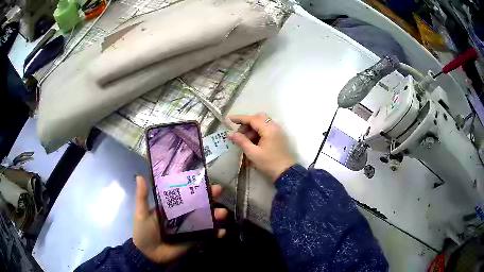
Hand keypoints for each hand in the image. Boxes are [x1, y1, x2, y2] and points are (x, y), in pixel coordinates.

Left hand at [133, 176, 227, 264]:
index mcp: (171, 208)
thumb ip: (142, 197)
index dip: (194, 187)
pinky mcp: (194, 240)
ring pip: (206, 219)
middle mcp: (182, 216)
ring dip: (216, 215)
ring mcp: (190, 229)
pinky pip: (207, 236)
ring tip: (222, 213)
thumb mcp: (141, 214)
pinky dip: (216, 234)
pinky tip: (222, 231)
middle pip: (199, 205)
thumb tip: (139, 176)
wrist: (149, 255)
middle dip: (209, 198)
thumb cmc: (144, 232)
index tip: (204, 179)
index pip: (185, 194)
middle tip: (218, 191)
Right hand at [228, 113, 295, 181]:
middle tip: (239, 133)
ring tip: (245, 140)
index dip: (239, 118)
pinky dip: (258, 132)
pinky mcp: (278, 136)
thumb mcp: (253, 153)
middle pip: (258, 118)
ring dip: (252, 128)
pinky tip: (253, 142)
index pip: (251, 119)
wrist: (286, 172)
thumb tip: (230, 133)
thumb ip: (241, 141)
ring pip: (263, 123)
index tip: (229, 119)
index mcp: (268, 129)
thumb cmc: (269, 163)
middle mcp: (274, 126)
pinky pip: (267, 128)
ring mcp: (277, 131)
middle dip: (247, 123)